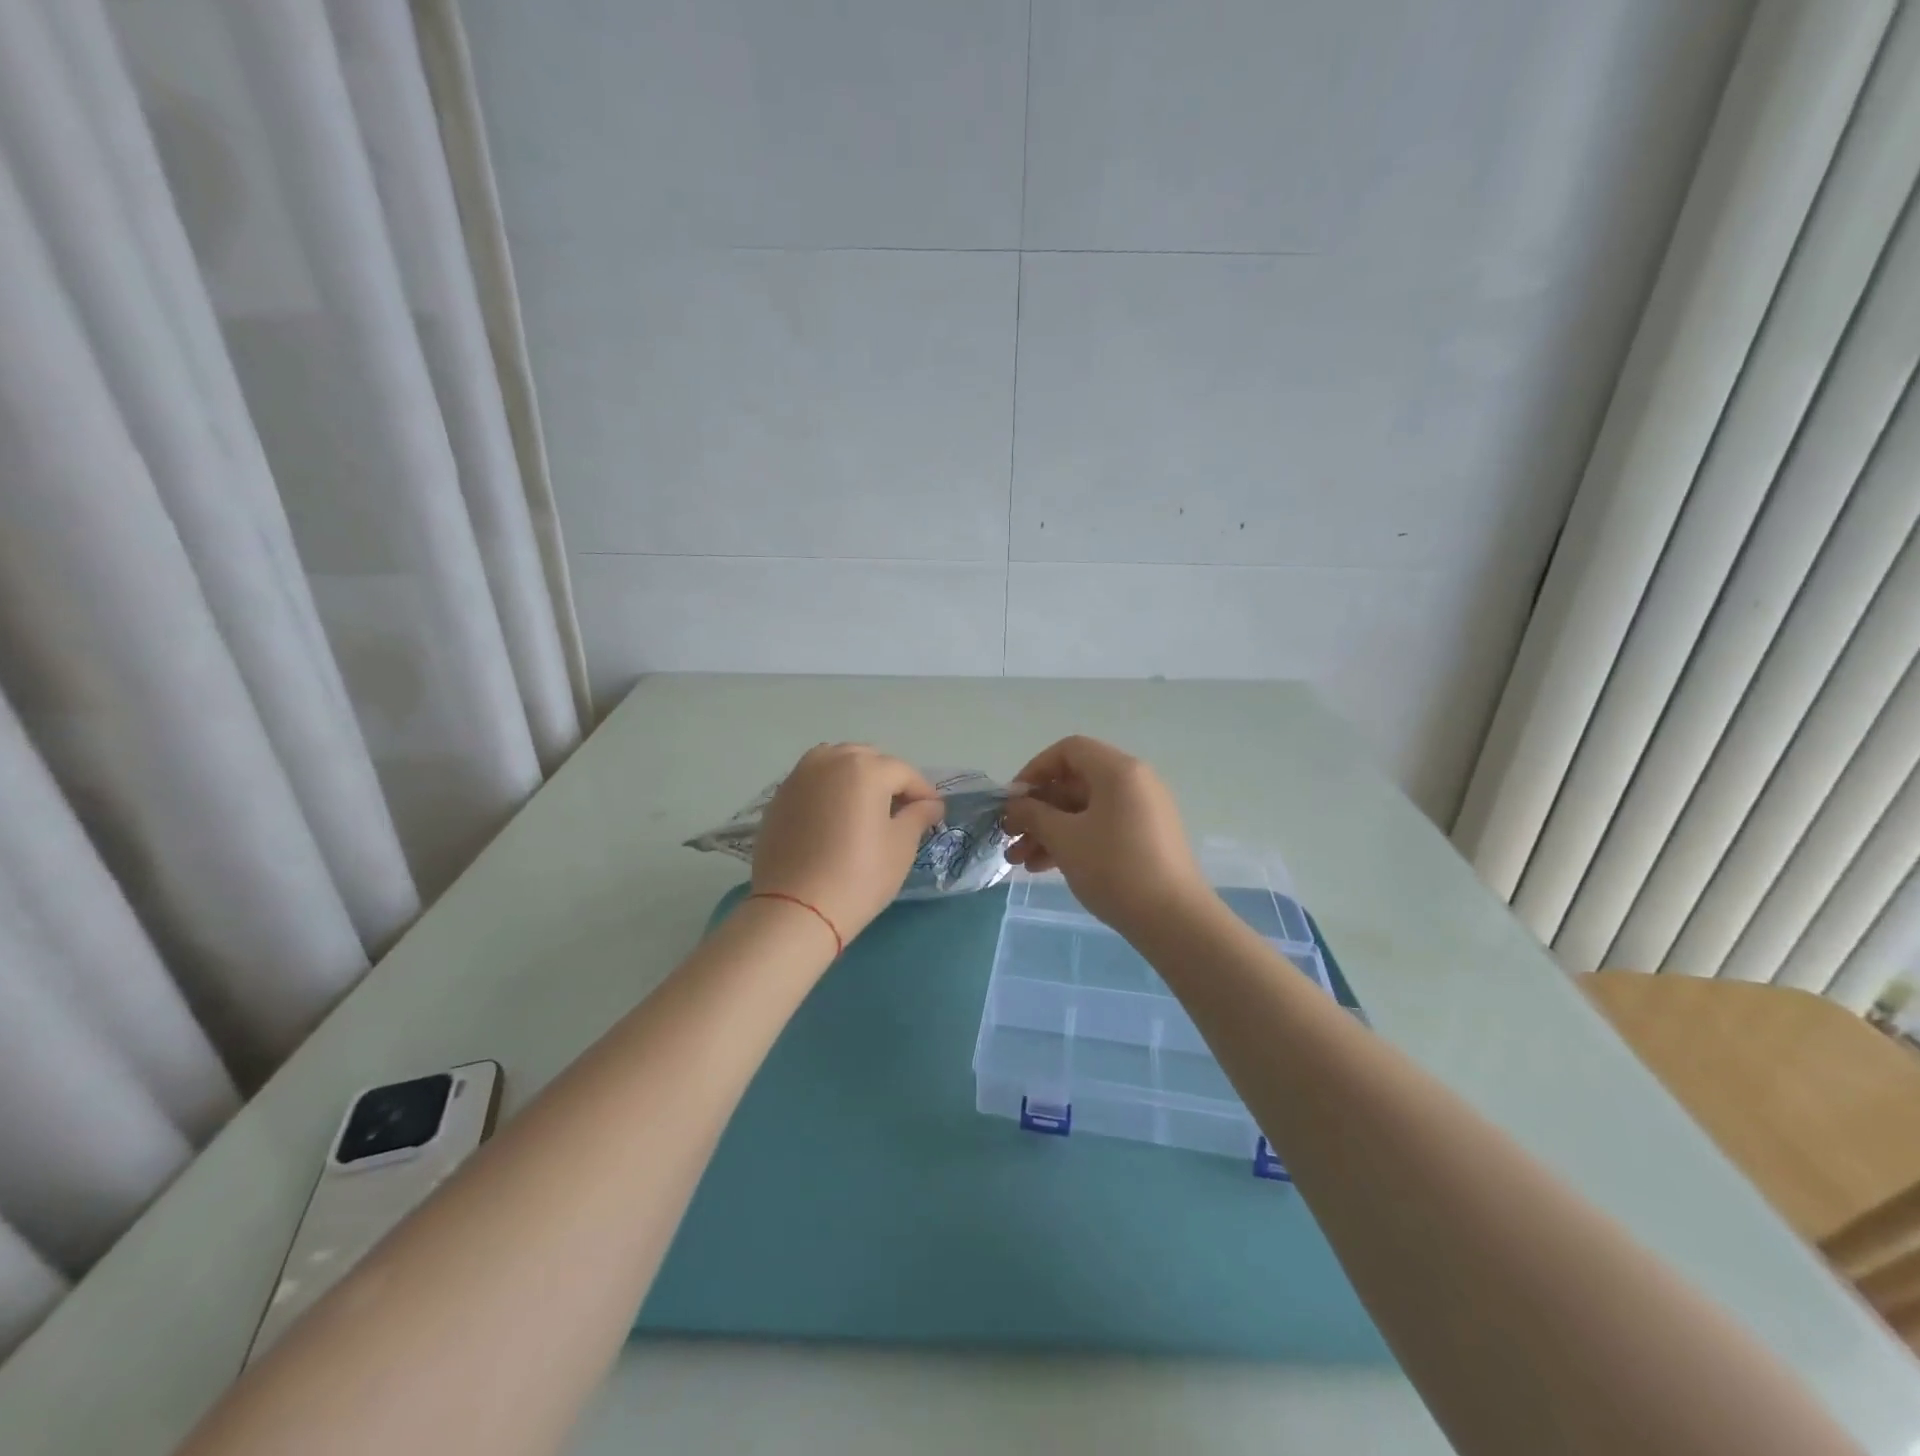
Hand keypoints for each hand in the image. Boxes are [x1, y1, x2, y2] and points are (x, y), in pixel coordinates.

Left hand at [751, 744, 946, 949]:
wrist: (795, 909)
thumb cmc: (859, 876)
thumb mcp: (900, 846)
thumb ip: (918, 816)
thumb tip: (931, 805)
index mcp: (865, 768)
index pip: (903, 772)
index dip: (923, 792)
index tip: (933, 813)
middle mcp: (830, 760)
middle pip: (868, 759)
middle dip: (888, 779)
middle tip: (901, 809)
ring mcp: (799, 776)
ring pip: (836, 763)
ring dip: (856, 776)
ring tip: (866, 807)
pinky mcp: (779, 796)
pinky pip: (813, 780)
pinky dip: (830, 788)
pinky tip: (836, 816)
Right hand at [1003, 736, 1212, 938]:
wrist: (1173, 920)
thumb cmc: (1114, 868)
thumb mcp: (1064, 839)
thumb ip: (1033, 814)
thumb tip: (1015, 805)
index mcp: (1118, 770)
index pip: (1068, 750)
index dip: (1034, 770)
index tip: (1013, 800)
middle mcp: (1134, 782)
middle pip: (1074, 783)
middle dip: (1037, 810)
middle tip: (1009, 835)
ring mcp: (1142, 811)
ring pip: (1084, 810)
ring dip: (1049, 830)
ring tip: (1019, 861)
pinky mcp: (1145, 839)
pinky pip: (1100, 827)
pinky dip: (1073, 840)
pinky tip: (1044, 867)